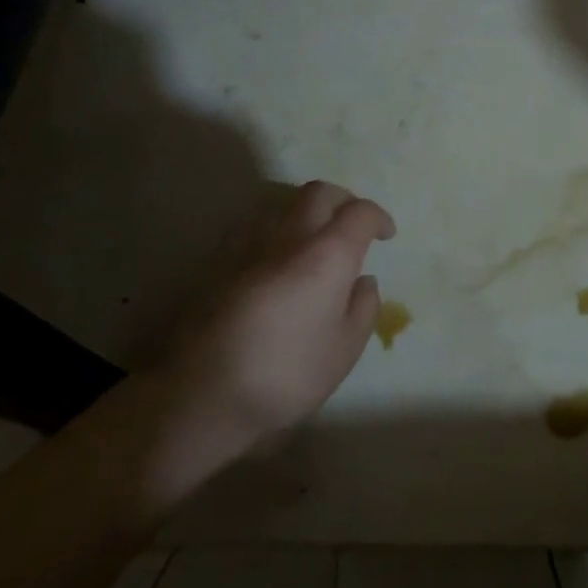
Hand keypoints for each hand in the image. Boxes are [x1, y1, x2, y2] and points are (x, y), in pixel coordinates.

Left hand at [146, 180, 395, 466]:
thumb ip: (363, 308)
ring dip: (303, 210)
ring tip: (310, 238)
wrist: (201, 395)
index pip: (360, 213)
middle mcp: (288, 238)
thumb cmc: (286, 375)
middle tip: (351, 224)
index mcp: (327, 256)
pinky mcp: (214, 262)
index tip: (386, 235)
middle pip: (318, 192)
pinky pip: (250, 226)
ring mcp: (246, 246)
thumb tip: (362, 282)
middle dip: (343, 200)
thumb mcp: (345, 350)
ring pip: (280, 202)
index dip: (378, 218)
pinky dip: (271, 230)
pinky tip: (270, 258)